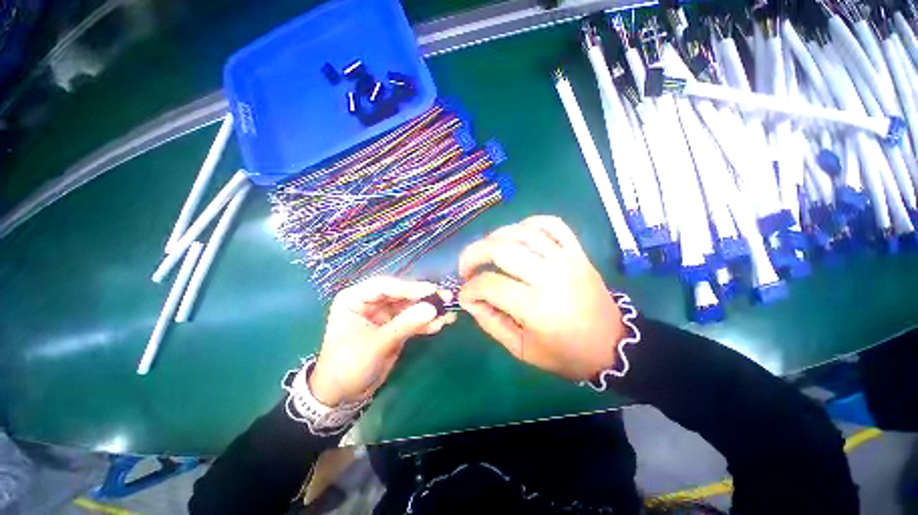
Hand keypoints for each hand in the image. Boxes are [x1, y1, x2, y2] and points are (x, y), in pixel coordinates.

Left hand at [309, 276, 456, 405]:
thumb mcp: (377, 344)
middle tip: (446, 297)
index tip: (431, 289)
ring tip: (448, 313)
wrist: (343, 394)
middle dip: (423, 297)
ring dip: (428, 310)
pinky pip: (411, 320)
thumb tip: (432, 309)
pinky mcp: (394, 326)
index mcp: (355, 298)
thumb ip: (405, 324)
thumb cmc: (348, 366)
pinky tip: (440, 324)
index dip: (408, 286)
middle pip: (401, 293)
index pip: (384, 286)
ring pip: (409, 306)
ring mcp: (384, 314)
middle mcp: (370, 302)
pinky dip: (425, 322)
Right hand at [458, 216, 624, 381]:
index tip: (464, 296)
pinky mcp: (577, 252)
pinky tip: (518, 234)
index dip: (469, 289)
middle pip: (500, 249)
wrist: (612, 344)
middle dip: (473, 254)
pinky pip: (552, 224)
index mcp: (535, 306)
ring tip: (486, 250)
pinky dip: (530, 222)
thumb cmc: (565, 353)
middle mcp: (549, 275)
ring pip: (522, 231)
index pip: (489, 285)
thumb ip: (491, 323)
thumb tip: (469, 300)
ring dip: (495, 237)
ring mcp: (565, 259)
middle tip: (466, 268)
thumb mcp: (522, 349)